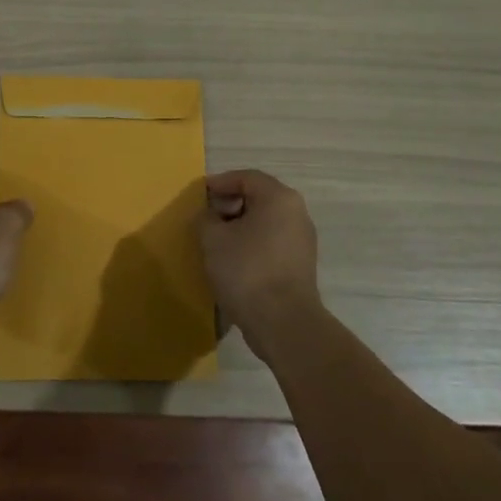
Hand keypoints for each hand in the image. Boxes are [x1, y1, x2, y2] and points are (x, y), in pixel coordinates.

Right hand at [195, 169, 322, 363]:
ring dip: (239, 226)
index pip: (246, 177)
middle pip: (258, 197)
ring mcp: (302, 240)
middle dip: (229, 205)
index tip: (199, 195)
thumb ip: (206, 218)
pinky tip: (233, 261)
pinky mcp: (300, 264)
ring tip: (216, 242)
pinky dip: (251, 244)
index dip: (219, 183)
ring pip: (265, 222)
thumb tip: (211, 217)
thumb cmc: (246, 270)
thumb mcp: (213, 239)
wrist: (283, 322)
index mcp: (279, 198)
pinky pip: (271, 242)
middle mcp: (297, 213)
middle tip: (206, 219)